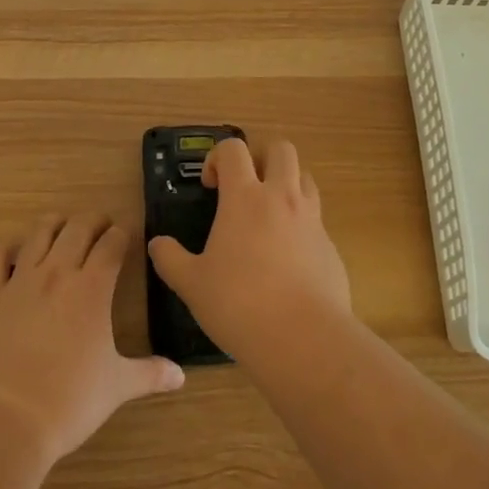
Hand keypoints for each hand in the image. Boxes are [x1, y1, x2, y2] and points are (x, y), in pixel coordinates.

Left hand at [0, 215, 184, 467]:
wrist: (6, 421)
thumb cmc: (70, 402)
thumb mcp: (117, 387)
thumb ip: (150, 374)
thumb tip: (181, 375)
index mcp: (92, 288)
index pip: (112, 243)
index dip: (123, 233)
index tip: (129, 232)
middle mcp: (57, 273)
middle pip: (78, 228)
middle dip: (94, 220)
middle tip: (103, 226)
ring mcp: (20, 282)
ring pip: (39, 233)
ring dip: (56, 223)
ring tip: (65, 226)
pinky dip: (8, 246)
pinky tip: (16, 247)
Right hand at [146, 137, 351, 363]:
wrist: (304, 339)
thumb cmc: (239, 304)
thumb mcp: (192, 284)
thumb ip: (170, 259)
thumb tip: (157, 244)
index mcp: (245, 197)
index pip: (234, 149)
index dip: (218, 157)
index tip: (210, 186)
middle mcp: (282, 198)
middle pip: (281, 149)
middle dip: (261, 158)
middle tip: (246, 187)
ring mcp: (312, 220)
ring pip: (306, 178)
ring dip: (287, 184)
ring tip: (269, 216)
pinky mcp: (331, 247)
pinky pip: (317, 219)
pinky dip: (302, 225)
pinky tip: (288, 259)